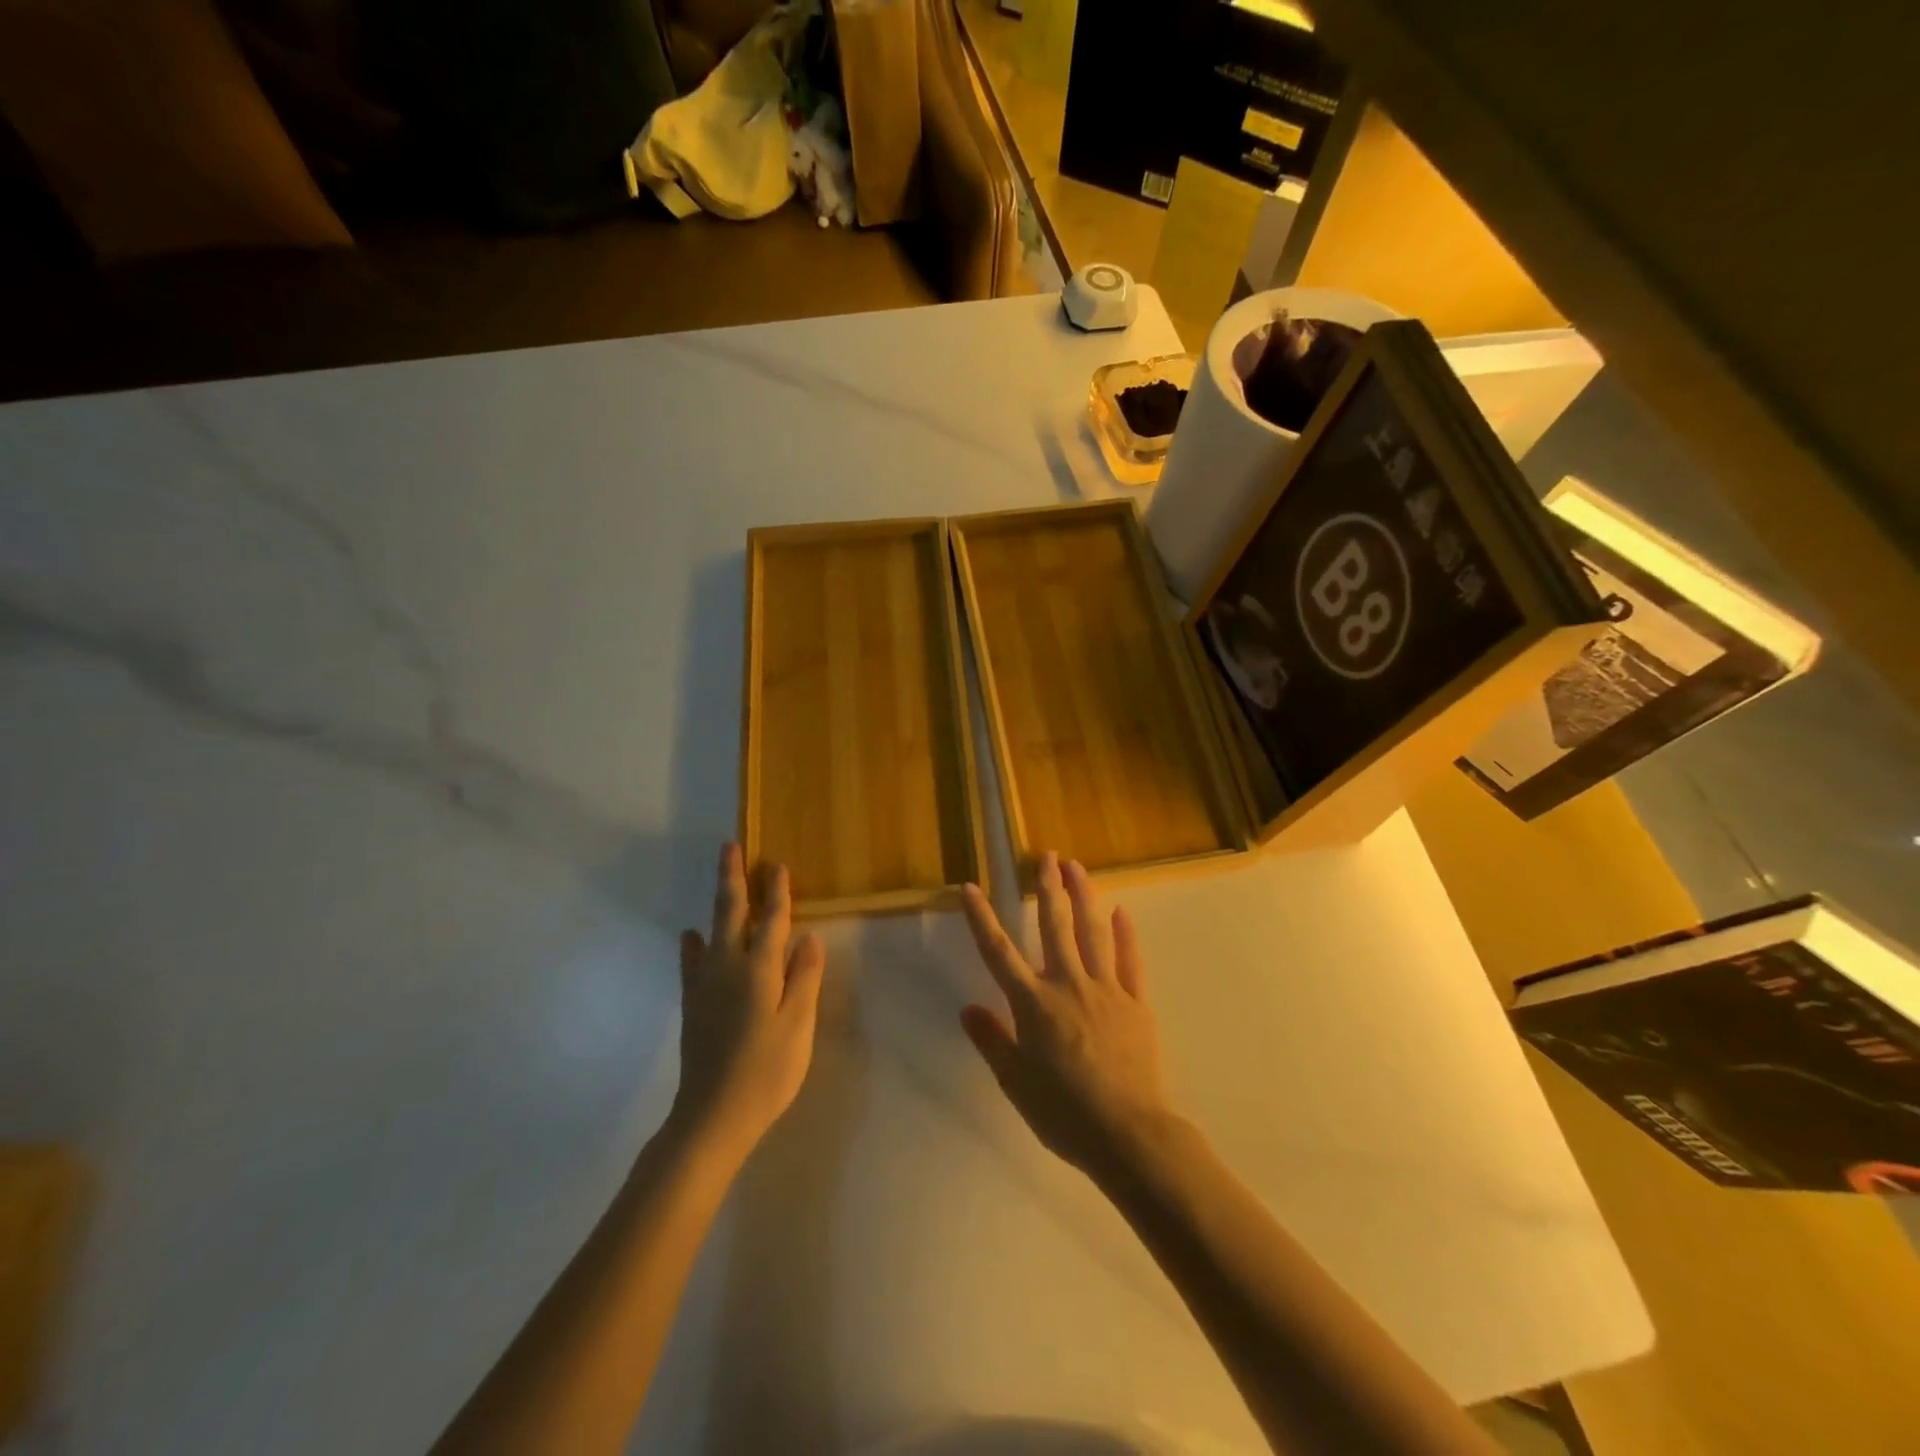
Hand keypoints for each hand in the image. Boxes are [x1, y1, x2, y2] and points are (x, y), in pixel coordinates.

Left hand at [669, 845, 825, 1161]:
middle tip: (730, 846)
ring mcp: (705, 984)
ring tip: (721, 879)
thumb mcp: (798, 1025)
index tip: (778, 865)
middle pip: (731, 912)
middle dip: (733, 878)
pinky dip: (693, 944)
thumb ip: (804, 977)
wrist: (713, 1115)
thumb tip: (808, 936)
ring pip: (712, 930)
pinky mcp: (693, 1004)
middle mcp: (728, 966)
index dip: (777, 892)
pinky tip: (691, 935)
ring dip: (718, 901)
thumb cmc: (767, 1070)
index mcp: (760, 969)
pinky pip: (692, 962)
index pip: (772, 920)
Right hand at [959, 852, 1175, 1182]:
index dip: (982, 918)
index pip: (999, 952)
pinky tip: (1122, 911)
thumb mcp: (1016, 1083)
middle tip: (1047, 856)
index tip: (970, 887)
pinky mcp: (1136, 1003)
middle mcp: (1068, 984)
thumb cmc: (1064, 1113)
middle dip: (1048, 888)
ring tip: (1078, 867)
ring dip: (1084, 896)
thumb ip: (992, 1041)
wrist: (1129, 1134)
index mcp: (1033, 1004)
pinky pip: (1130, 960)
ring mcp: (1106, 990)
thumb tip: (967, 1008)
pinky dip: (1126, 934)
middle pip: (1054, 926)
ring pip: (1092, 932)